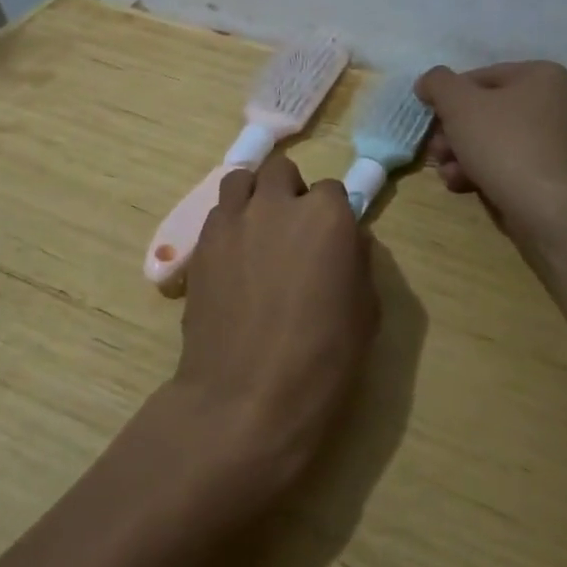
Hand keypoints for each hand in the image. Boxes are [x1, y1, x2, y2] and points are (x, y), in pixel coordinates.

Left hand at [170, 153, 379, 501]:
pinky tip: (234, 257)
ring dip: (254, 196)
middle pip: (281, 171)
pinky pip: (217, 213)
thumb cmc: (321, 360)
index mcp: (326, 216)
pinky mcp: (200, 243)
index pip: (332, 189)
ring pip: (241, 180)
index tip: (331, 241)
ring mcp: (232, 219)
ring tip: (257, 231)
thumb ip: (357, 261)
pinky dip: (228, 222)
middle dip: (290, 192)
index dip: (333, 215)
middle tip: (293, 231)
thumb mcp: (365, 312)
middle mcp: (277, 204)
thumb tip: (347, 240)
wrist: (245, 395)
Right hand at [415, 62, 566, 241]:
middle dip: (455, 132)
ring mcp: (566, 141)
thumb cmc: (504, 145)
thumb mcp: (458, 104)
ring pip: (500, 140)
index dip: (448, 98)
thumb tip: (429, 82)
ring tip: (447, 174)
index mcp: (544, 76)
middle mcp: (562, 102)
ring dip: (465, 155)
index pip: (481, 77)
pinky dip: (489, 171)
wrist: (550, 210)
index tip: (431, 121)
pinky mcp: (563, 175)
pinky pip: (518, 164)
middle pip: (490, 112)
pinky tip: (466, 186)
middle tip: (436, 151)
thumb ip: (438, 83)